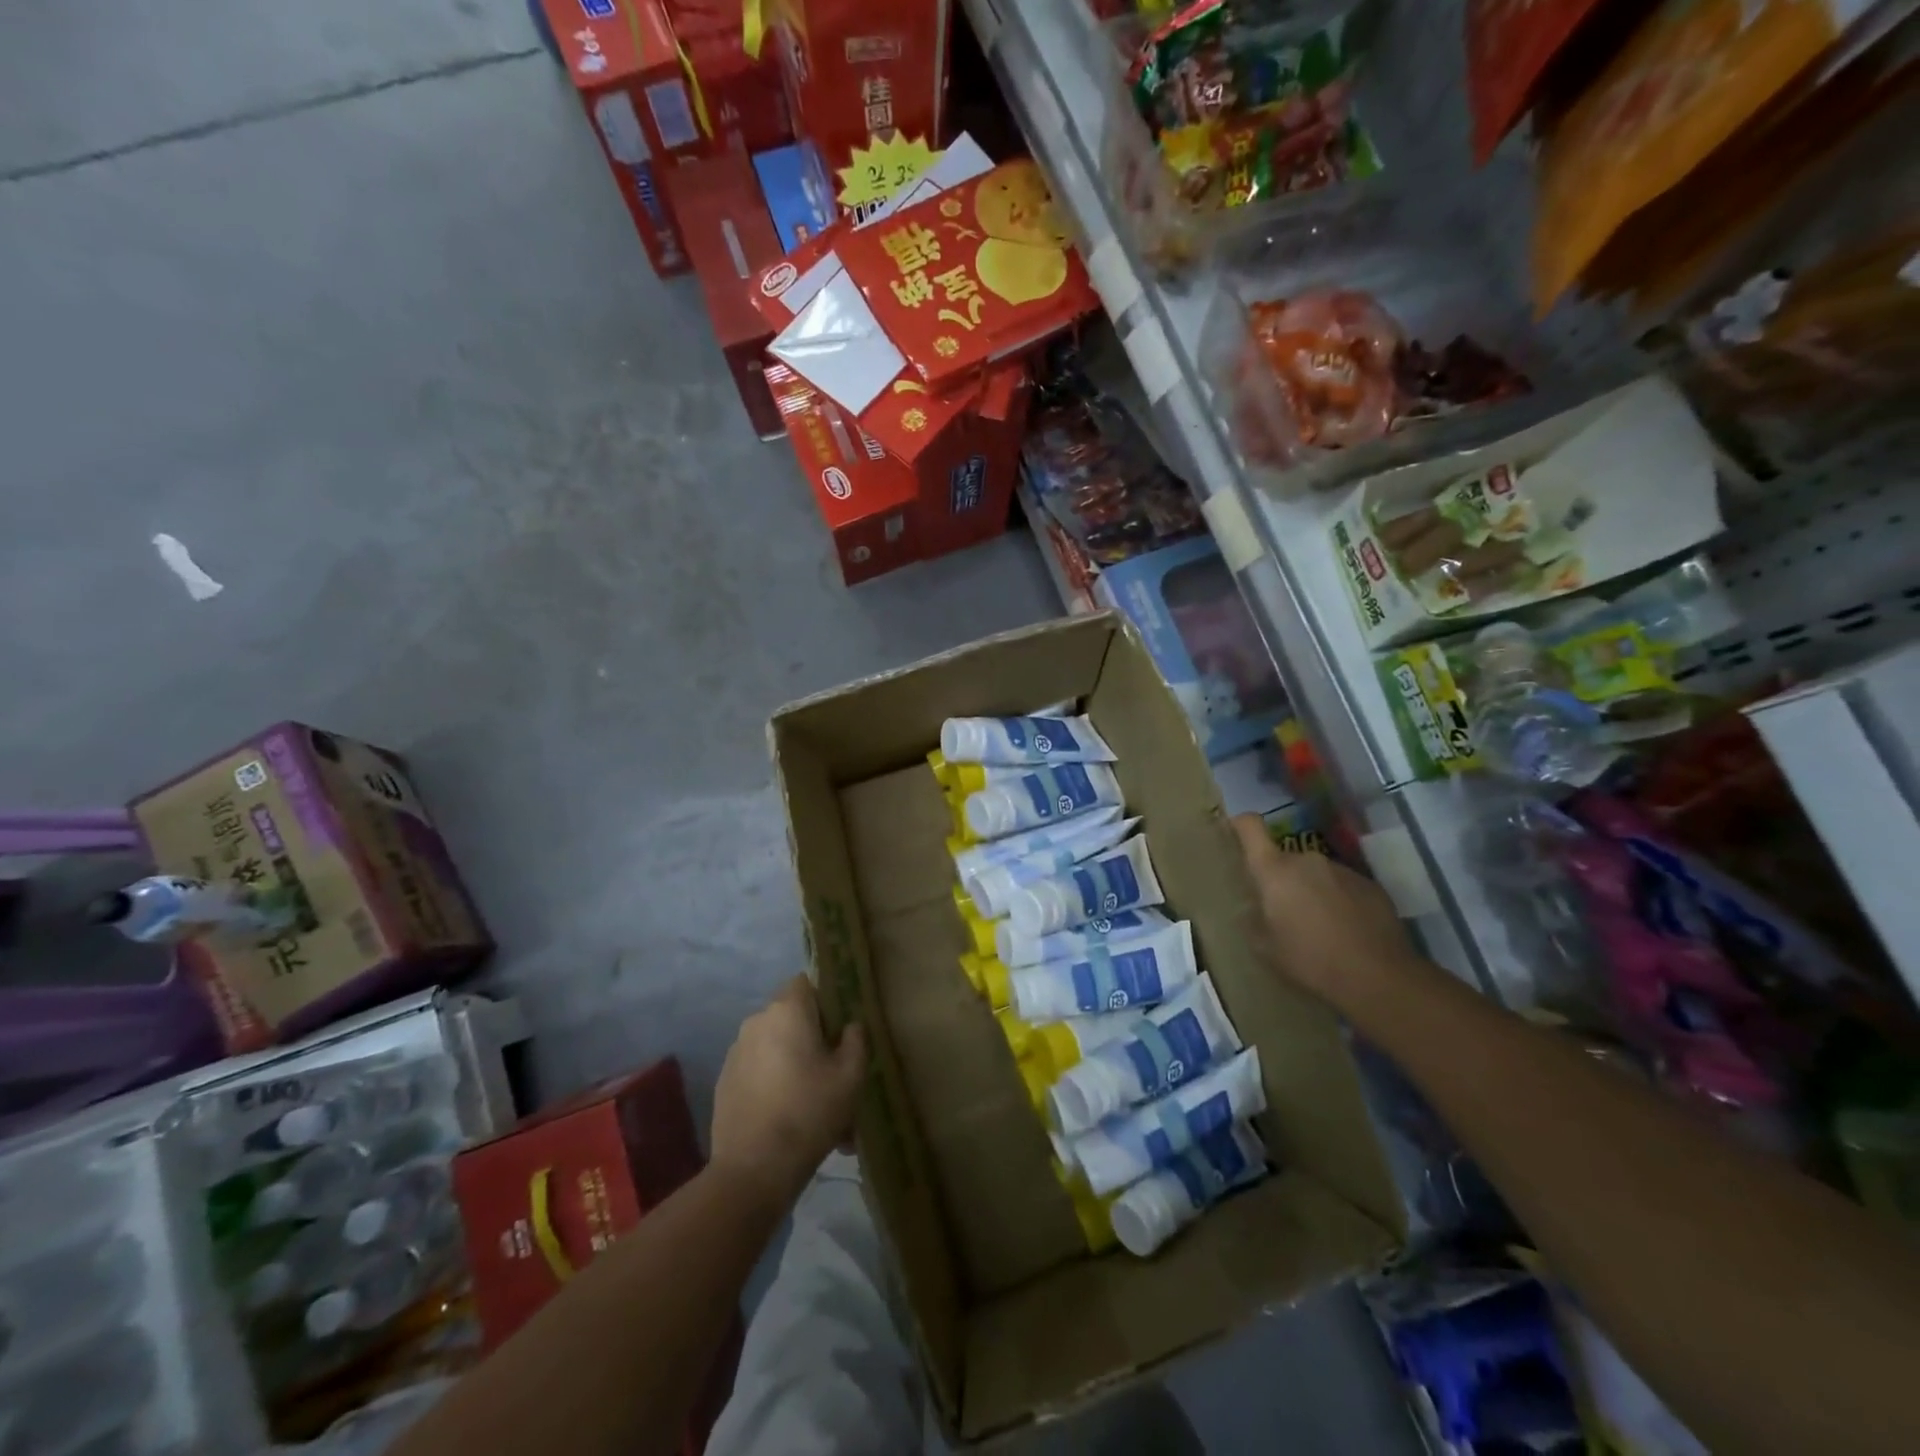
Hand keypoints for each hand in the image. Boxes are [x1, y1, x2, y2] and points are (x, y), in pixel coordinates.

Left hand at [711, 977, 866, 1210]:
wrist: (753, 1170)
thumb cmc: (809, 1112)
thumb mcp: (850, 1076)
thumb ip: (855, 1040)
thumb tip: (849, 1026)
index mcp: (787, 1011)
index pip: (805, 983)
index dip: (825, 1001)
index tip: (839, 1031)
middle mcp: (756, 1021)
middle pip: (790, 1017)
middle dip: (812, 1038)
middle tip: (833, 1073)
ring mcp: (736, 1052)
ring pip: (775, 1047)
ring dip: (793, 1064)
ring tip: (815, 1106)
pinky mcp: (725, 1082)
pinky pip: (758, 1071)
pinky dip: (773, 1084)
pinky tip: (789, 1118)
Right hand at [1232, 814, 1422, 1009]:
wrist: (1379, 977)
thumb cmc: (1310, 960)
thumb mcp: (1265, 948)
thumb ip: (1253, 920)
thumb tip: (1253, 909)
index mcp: (1275, 870)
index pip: (1250, 827)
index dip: (1240, 825)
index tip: (1236, 834)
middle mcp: (1307, 860)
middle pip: (1285, 860)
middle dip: (1282, 880)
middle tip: (1285, 913)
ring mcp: (1342, 870)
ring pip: (1316, 873)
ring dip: (1312, 891)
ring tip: (1320, 927)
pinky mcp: (1371, 885)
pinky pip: (1344, 886)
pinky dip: (1340, 901)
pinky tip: (1347, 931)